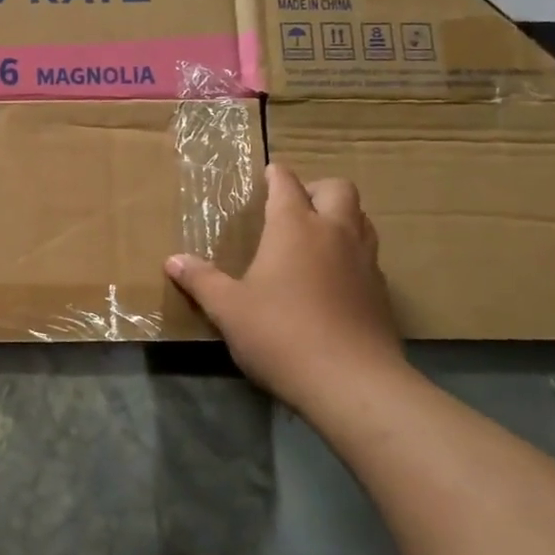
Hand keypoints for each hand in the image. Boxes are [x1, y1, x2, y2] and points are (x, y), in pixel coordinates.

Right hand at [167, 164, 406, 410]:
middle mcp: (335, 233)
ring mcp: (365, 261)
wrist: (351, 381)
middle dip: (316, 189)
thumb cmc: (280, 334)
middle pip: (338, 189)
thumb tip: (173, 260)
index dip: (276, 176)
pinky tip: (333, 279)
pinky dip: (351, 254)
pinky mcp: (381, 292)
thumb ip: (201, 280)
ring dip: (341, 217)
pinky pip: (368, 256)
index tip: (268, 172)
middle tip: (295, 206)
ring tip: (316, 236)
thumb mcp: (228, 309)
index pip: (287, 185)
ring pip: (361, 219)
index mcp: (294, 228)